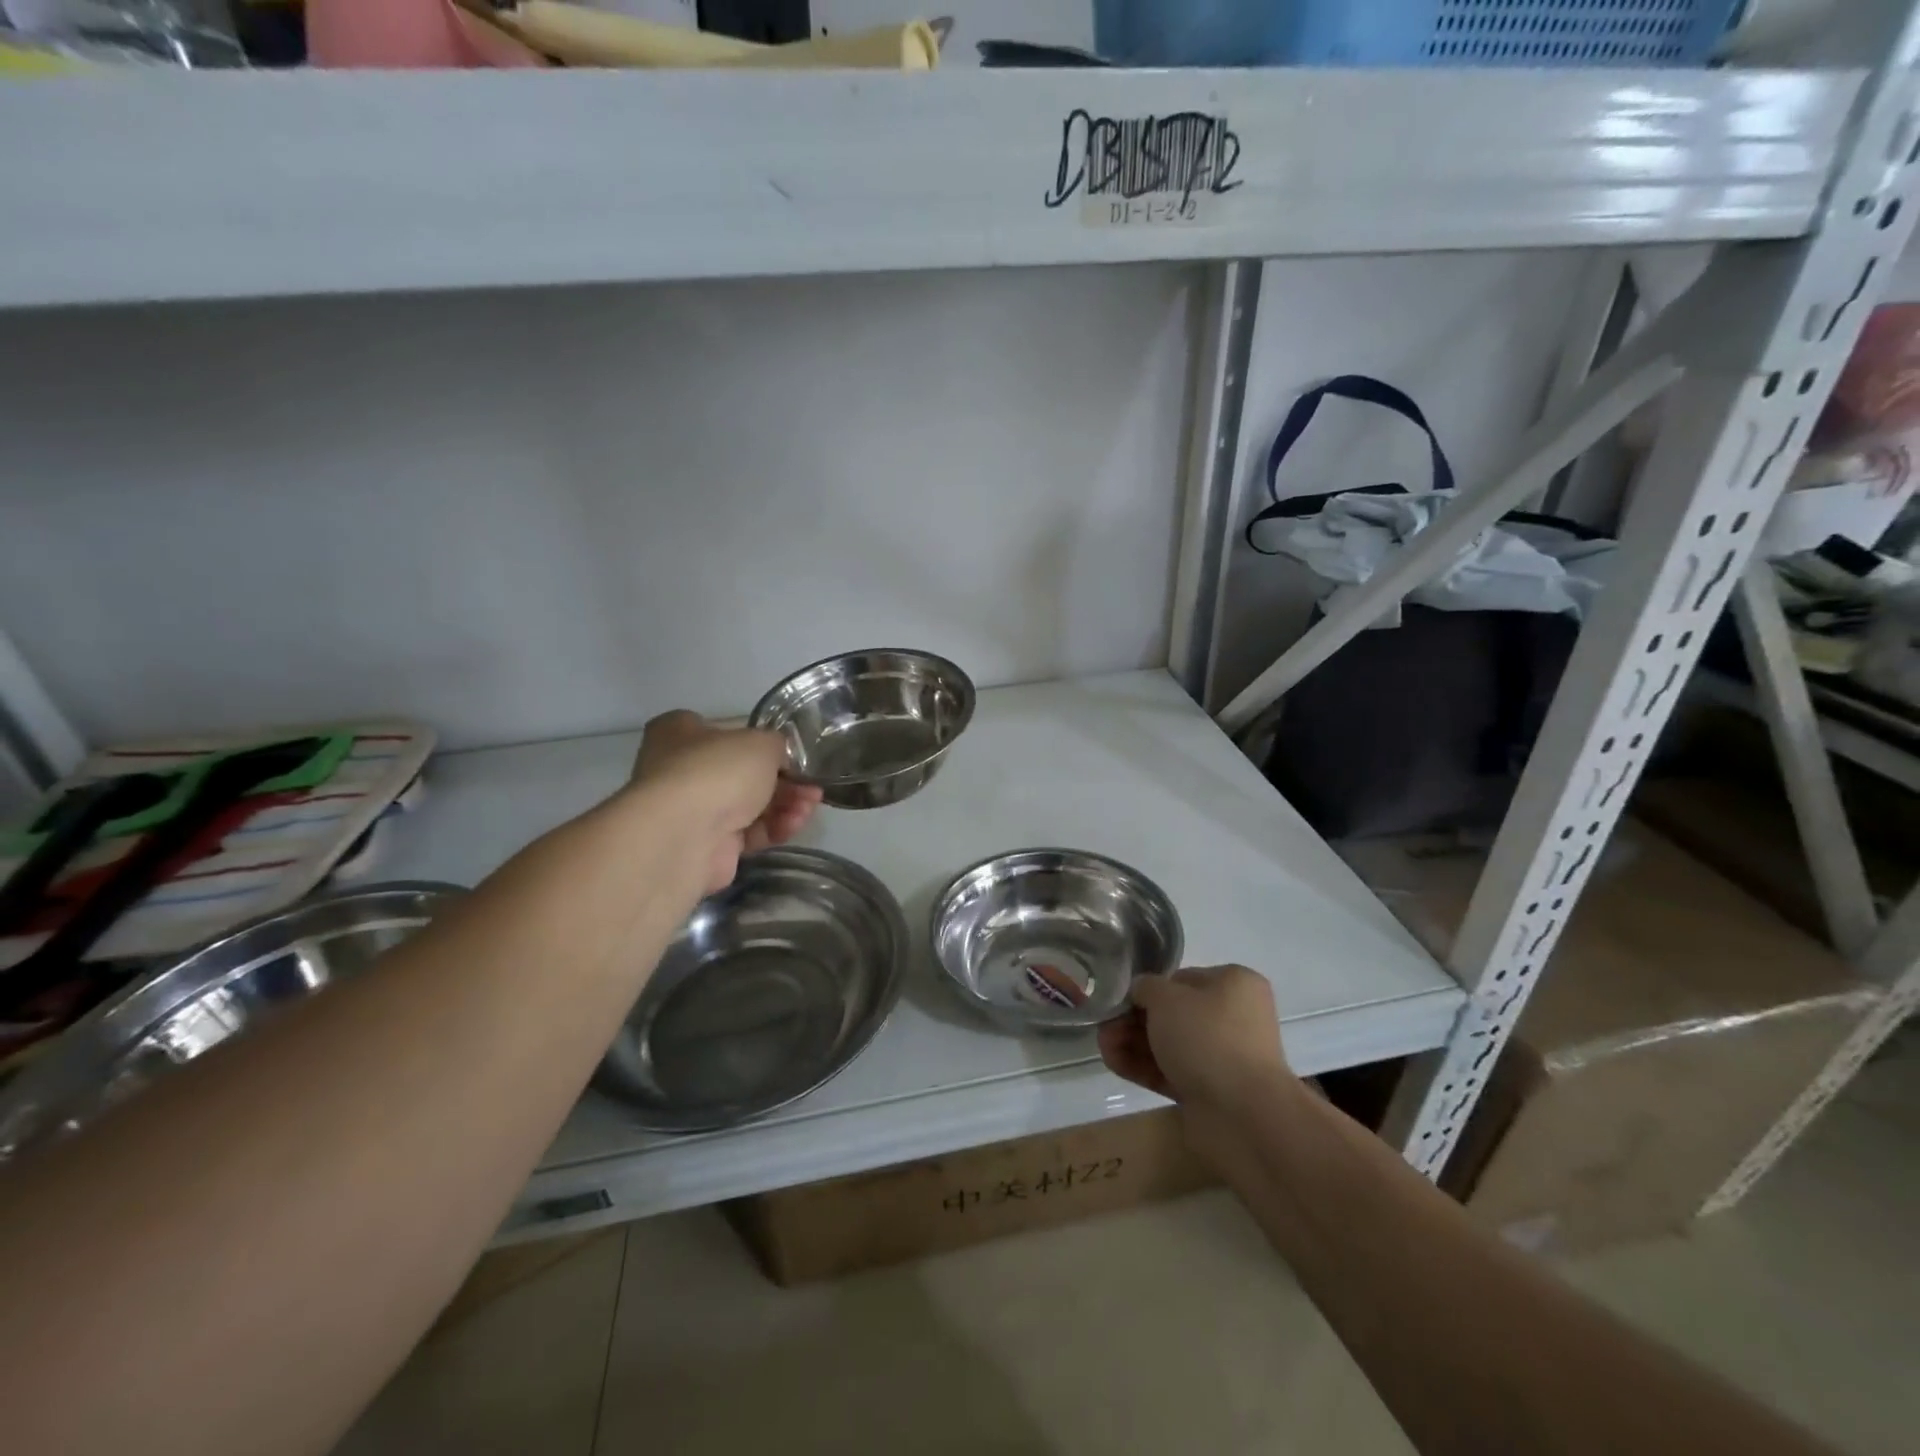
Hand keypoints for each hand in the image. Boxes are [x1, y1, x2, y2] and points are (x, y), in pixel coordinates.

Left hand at [631, 711, 822, 893]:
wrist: (685, 834)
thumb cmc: (718, 770)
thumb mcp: (762, 741)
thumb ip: (777, 746)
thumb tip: (779, 759)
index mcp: (680, 732)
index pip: (724, 732)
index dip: (759, 743)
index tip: (790, 755)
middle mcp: (680, 769)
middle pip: (742, 773)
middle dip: (784, 780)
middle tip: (812, 786)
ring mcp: (692, 811)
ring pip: (749, 805)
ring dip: (785, 804)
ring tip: (810, 806)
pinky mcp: (707, 847)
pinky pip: (748, 833)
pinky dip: (773, 828)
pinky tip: (794, 825)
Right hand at [1098, 965, 1290, 1111]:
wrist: (1243, 1115)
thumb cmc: (1206, 1037)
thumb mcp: (1166, 997)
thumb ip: (1146, 987)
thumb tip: (1142, 993)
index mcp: (1234, 985)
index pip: (1182, 980)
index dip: (1149, 989)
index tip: (1121, 1000)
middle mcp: (1233, 1018)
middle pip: (1173, 1014)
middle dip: (1133, 1020)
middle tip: (1105, 1027)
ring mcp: (1222, 1057)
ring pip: (1169, 1044)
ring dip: (1133, 1043)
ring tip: (1103, 1047)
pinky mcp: (1210, 1091)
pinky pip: (1171, 1071)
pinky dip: (1143, 1067)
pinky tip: (1113, 1063)